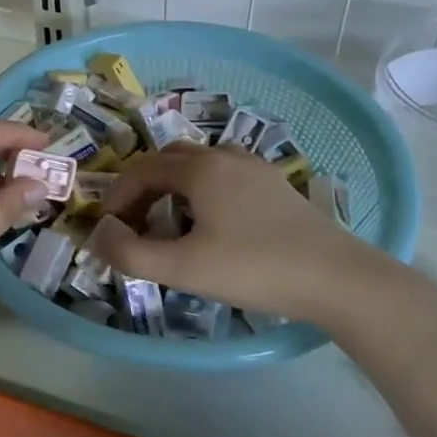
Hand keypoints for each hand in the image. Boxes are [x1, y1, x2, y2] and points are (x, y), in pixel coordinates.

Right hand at [91, 145, 392, 323]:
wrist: (337, 278)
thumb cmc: (254, 269)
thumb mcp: (183, 268)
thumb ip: (131, 253)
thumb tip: (100, 235)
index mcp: (201, 169)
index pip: (142, 169)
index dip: (118, 196)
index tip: (108, 228)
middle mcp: (226, 157)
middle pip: (169, 160)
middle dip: (143, 187)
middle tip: (134, 223)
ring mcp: (255, 169)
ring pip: (200, 164)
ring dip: (173, 186)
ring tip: (168, 222)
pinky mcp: (276, 187)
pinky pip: (225, 175)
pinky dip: (202, 190)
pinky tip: (211, 222)